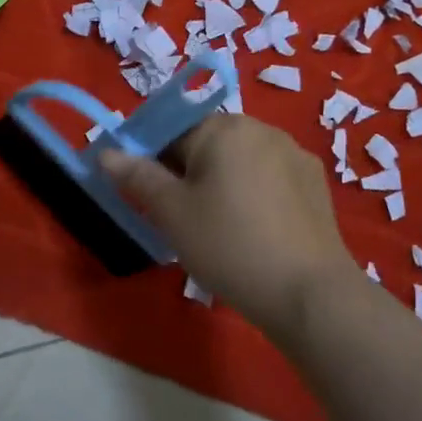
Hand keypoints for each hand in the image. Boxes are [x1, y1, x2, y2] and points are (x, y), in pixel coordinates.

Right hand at [99, 113, 358, 334]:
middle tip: (179, 219)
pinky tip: (253, 231)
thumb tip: (107, 152)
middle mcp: (261, 128)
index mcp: (223, 127)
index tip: (145, 196)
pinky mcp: (315, 182)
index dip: (151, 161)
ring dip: (220, 183)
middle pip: (207, 143)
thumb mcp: (172, 213)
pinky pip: (269, 178)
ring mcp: (294, 154)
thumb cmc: (229, 246)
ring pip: (239, 161)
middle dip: (186, 173)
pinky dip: (253, 195)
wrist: (309, 293)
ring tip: (217, 229)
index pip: (171, 131)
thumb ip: (138, 176)